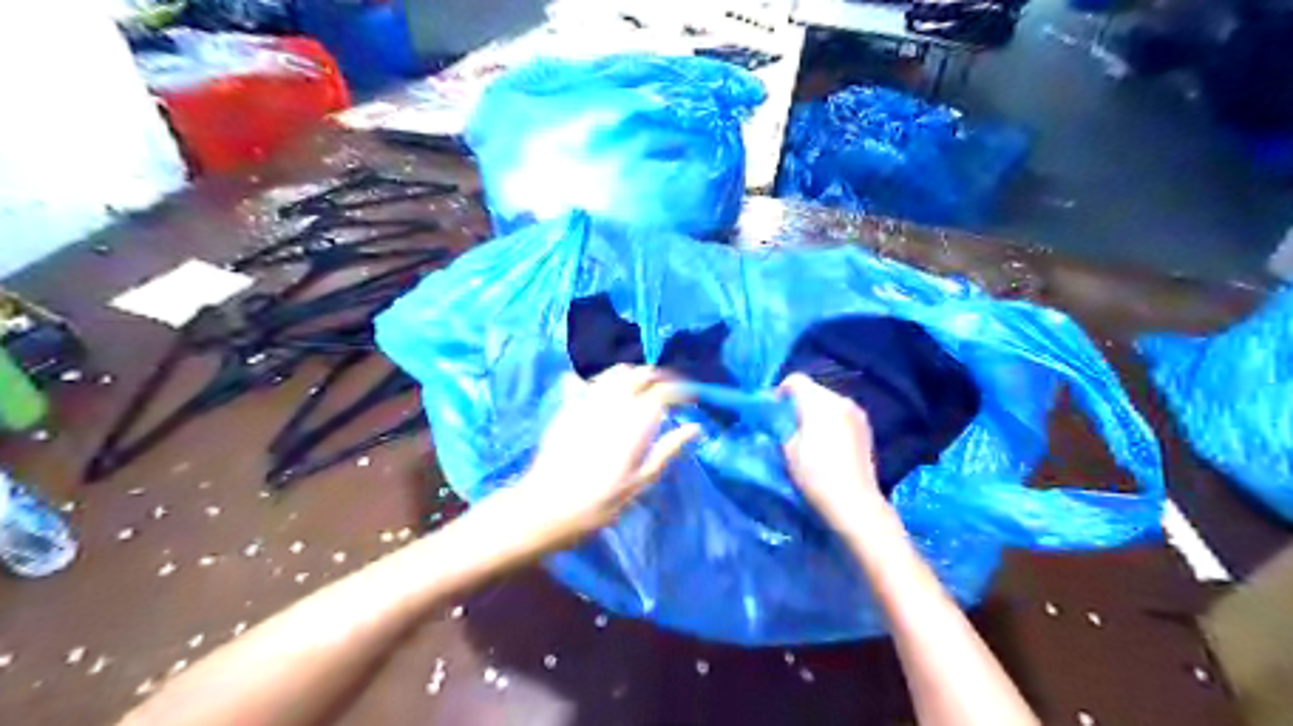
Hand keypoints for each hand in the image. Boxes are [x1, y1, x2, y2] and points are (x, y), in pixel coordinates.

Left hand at [511, 365, 701, 546]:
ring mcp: (588, 401)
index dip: (681, 391)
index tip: (690, 399)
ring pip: (616, 372)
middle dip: (658, 378)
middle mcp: (614, 403)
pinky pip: (590, 381)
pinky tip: (609, 395)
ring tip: (641, 390)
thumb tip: (695, 428)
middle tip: (668, 393)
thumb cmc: (600, 502)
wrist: (546, 507)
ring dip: (633, 375)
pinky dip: (606, 381)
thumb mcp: (640, 482)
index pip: (664, 391)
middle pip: (641, 373)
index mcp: (635, 421)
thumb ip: (667, 450)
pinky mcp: (568, 406)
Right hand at [777, 373, 888, 533]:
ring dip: (816, 412)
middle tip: (788, 426)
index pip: (795, 380)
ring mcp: (857, 413)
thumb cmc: (815, 474)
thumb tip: (779, 418)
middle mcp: (841, 400)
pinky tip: (827, 444)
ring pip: (828, 402)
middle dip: (798, 403)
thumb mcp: (787, 448)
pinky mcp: (866, 427)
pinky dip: (831, 422)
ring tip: (808, 437)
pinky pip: (841, 415)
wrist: (853, 501)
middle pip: (813, 390)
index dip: (780, 392)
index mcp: (819, 402)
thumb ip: (781, 426)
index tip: (773, 413)